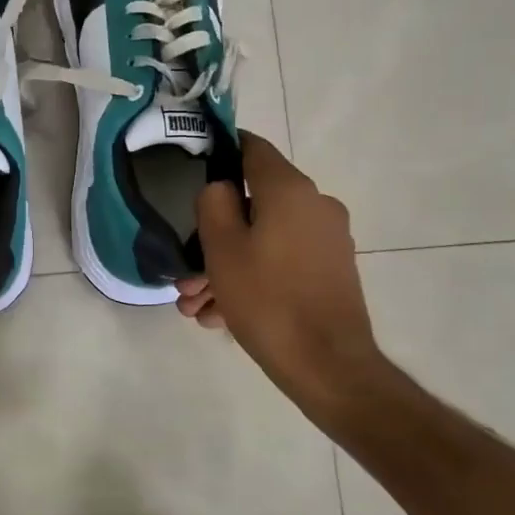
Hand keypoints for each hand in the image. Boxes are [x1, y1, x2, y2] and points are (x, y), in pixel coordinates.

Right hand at [191, 132, 383, 420]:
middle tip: (185, 273)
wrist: (328, 367)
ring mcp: (326, 240)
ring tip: (196, 305)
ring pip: (262, 240)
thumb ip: (214, 202)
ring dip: (225, 267)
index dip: (220, 150)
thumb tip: (221, 187)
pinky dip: (251, 279)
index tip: (191, 167)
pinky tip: (220, 316)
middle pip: (252, 205)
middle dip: (212, 236)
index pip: (251, 147)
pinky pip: (280, 262)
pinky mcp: (330, 272)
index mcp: (290, 190)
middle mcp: (315, 206)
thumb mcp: (222, 247)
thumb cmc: (267, 299)